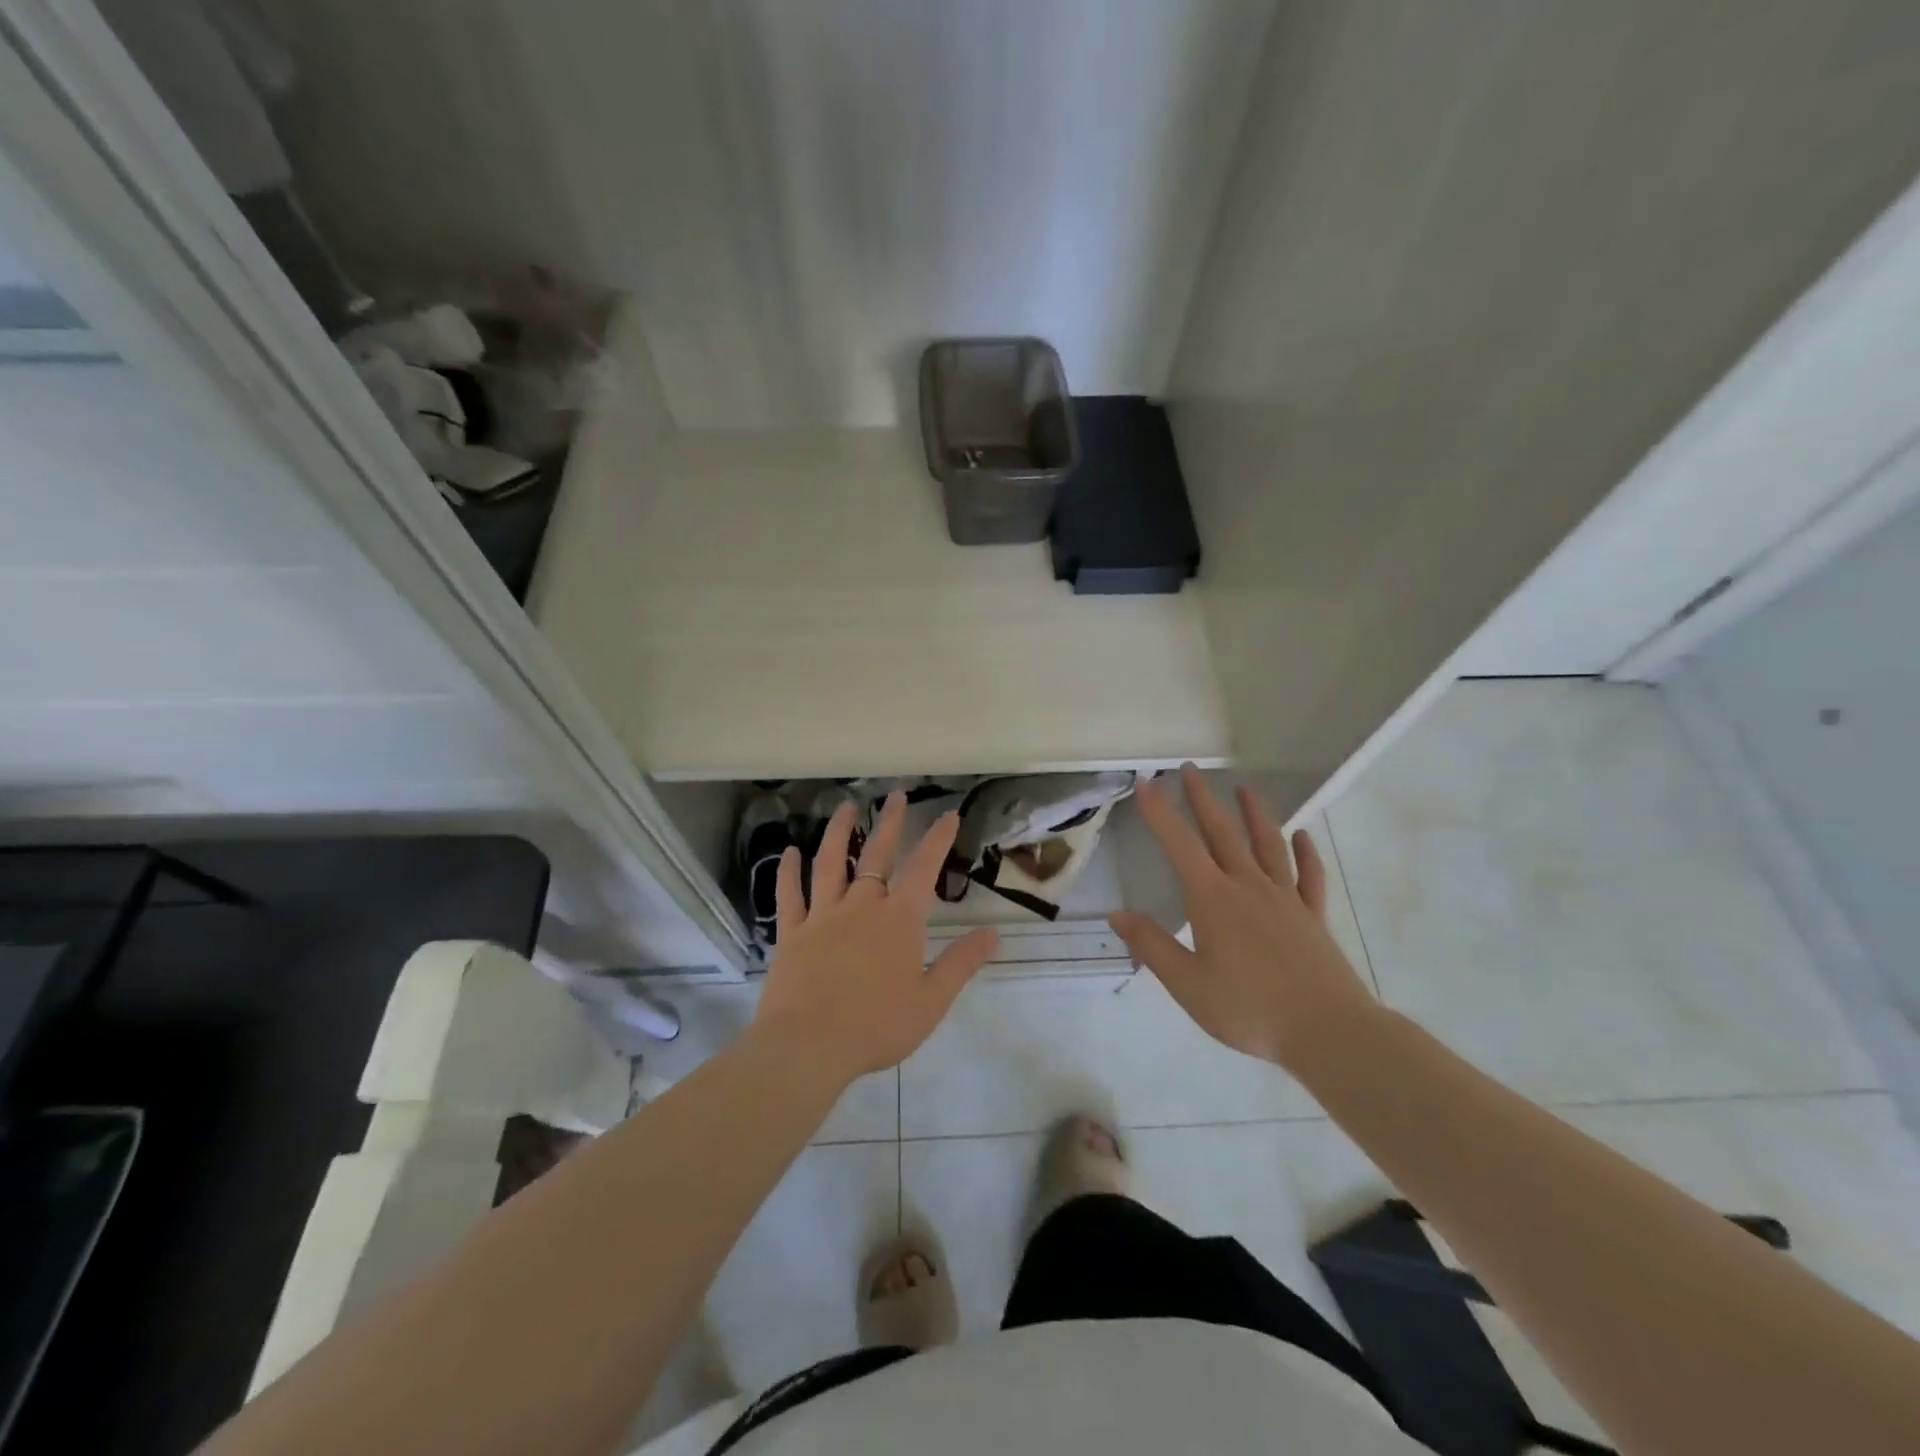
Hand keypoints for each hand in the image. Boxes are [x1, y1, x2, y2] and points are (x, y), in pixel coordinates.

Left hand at [750, 792, 999, 1087]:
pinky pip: (790, 894)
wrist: (809, 1046)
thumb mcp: (931, 1000)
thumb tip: (993, 933)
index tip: (948, 814)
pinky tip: (790, 853)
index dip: (937, 838)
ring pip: (831, 862)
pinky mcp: (792, 932)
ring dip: (838, 831)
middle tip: (895, 795)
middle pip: (876, 853)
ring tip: (845, 807)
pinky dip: (789, 871)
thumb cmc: (876, 1026)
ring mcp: (823, 915)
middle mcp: (862, 906)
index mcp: (899, 920)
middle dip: (889, 822)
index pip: (924, 868)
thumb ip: (961, 963)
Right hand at [1109, 766, 1375, 1068]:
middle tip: (1191, 768)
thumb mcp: (1188, 984)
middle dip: (1203, 799)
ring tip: (1244, 787)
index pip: (1180, 845)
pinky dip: (1306, 852)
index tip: (1147, 783)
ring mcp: (1286, 899)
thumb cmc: (1250, 1009)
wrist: (1328, 1032)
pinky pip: (1309, 876)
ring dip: (1254, 813)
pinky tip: (1302, 836)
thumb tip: (1117, 915)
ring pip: (1268, 844)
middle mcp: (1248, 886)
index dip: (1161, 813)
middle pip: (1223, 833)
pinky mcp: (1313, 917)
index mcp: (1213, 899)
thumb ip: (1152, 946)